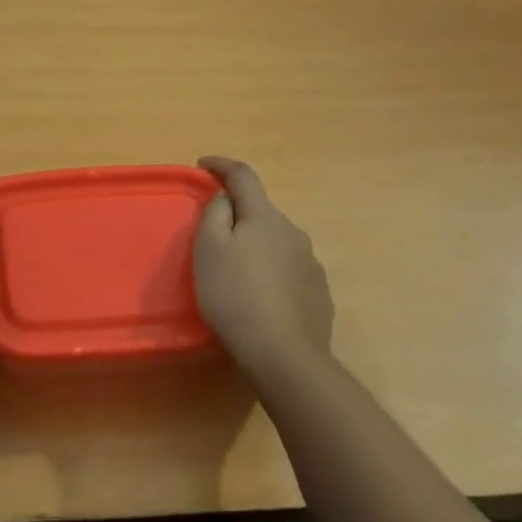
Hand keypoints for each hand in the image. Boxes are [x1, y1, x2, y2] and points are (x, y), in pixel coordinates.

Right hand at [193, 156, 333, 381]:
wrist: (284, 356)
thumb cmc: (235, 297)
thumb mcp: (209, 250)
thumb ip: (215, 214)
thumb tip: (225, 198)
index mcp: (265, 217)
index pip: (243, 176)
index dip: (221, 165)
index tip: (203, 164)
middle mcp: (294, 232)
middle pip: (261, 212)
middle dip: (238, 215)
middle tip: (213, 236)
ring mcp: (311, 264)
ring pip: (277, 242)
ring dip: (257, 246)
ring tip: (237, 273)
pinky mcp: (319, 293)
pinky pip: (289, 270)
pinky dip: (272, 272)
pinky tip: (261, 297)